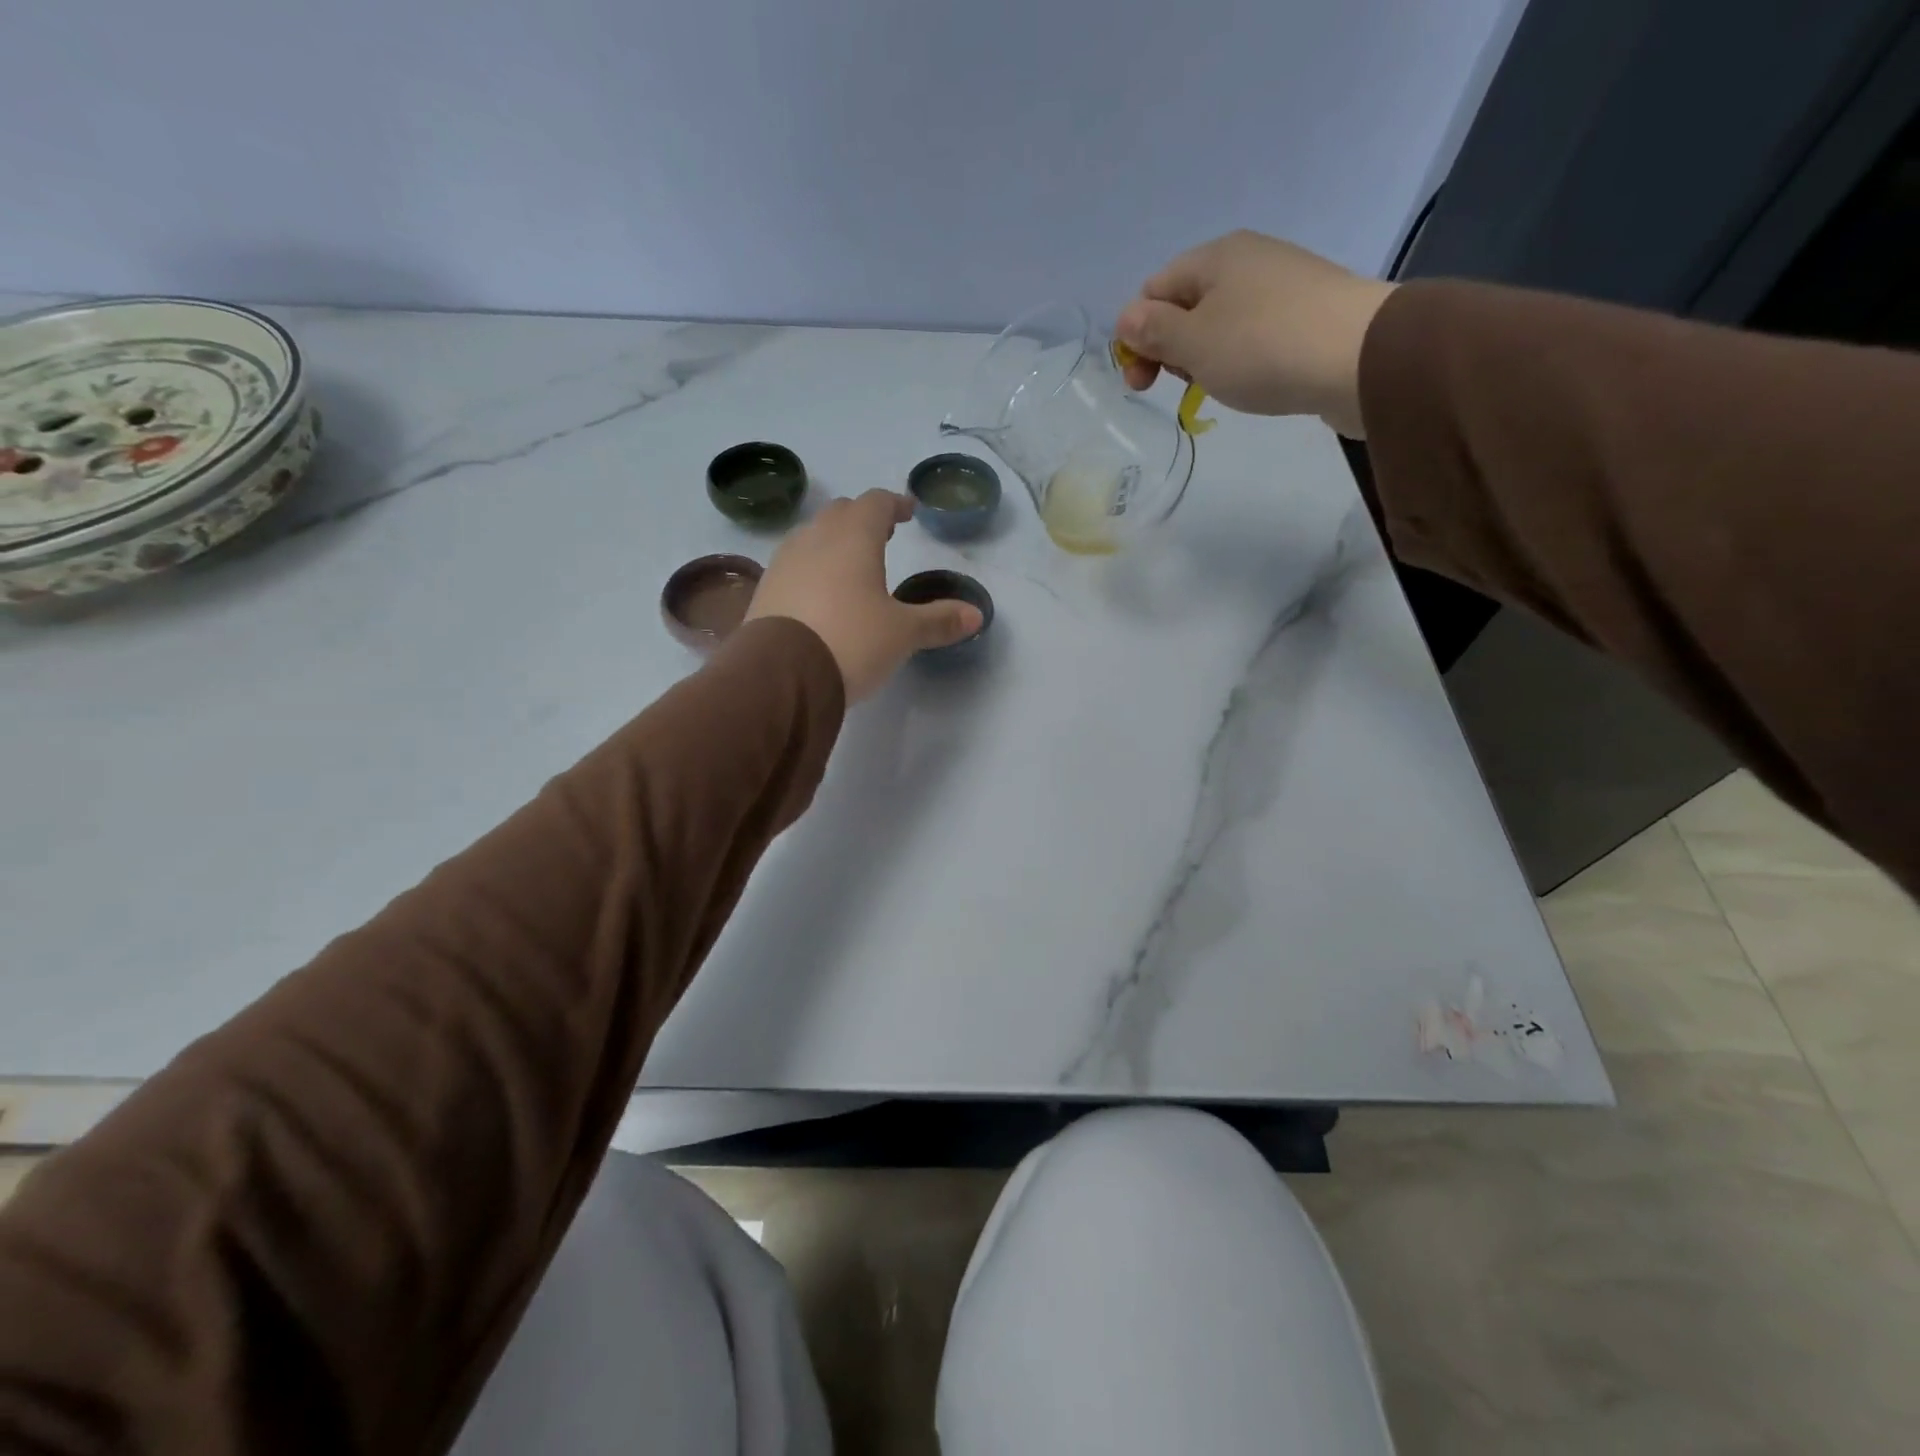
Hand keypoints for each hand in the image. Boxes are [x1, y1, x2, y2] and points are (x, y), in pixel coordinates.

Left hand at [745, 490, 982, 700]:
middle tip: (882, 534)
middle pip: (840, 513)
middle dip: (862, 519)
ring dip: (833, 541)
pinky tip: (818, 593)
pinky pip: (793, 564)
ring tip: (849, 563)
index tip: (908, 512)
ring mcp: (784, 562)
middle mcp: (815, 538)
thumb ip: (939, 621)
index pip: (875, 502)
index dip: (894, 504)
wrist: (781, 675)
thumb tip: (977, 615)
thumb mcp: (902, 634)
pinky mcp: (764, 589)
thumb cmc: (851, 641)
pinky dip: (811, 567)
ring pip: (812, 536)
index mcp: (853, 537)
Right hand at [1114, 231, 1395, 438]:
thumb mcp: (1193, 343)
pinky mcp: (1307, 312)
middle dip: (1171, 348)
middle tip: (1181, 386)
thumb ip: (1153, 331)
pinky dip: (1241, 358)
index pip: (1153, 290)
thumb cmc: (1262, 347)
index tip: (1143, 382)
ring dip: (1206, 358)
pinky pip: (1254, 333)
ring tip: (1220, 386)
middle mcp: (1247, 259)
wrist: (1359, 357)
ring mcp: (1281, 284)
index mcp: (1214, 256)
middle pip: (1186, 305)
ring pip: (1220, 322)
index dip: (1138, 335)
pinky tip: (1252, 380)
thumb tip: (1127, 318)